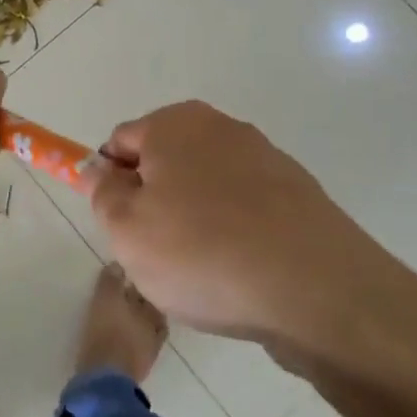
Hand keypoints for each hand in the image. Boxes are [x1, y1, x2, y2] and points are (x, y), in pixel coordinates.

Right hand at [82, 101, 404, 364]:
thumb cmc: (203, 253)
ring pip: (205, 188)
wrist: (319, 292)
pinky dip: (233, 233)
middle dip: (153, 202)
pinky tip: (239, 273)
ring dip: (193, 220)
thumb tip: (98, 168)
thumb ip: (102, 192)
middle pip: (165, 163)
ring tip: (201, 270)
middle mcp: (221, 127)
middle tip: (155, 252)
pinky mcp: (299, 194)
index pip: (120, 143)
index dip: (110, 183)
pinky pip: (245, 209)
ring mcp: (266, 158)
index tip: (119, 226)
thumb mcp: (126, 229)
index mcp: (174, 124)